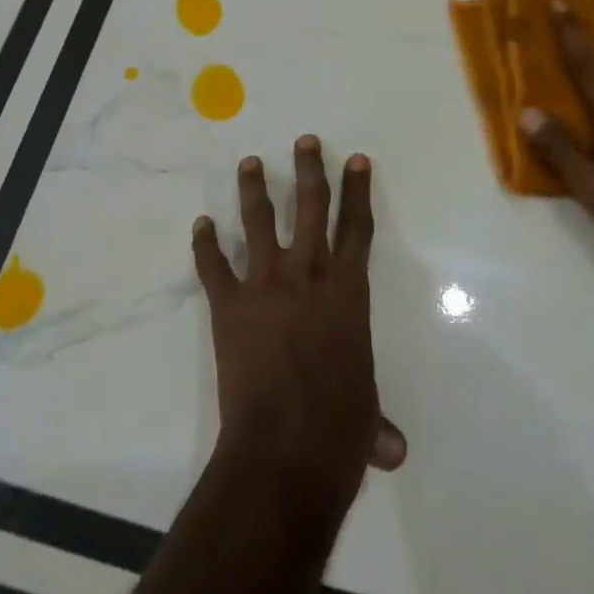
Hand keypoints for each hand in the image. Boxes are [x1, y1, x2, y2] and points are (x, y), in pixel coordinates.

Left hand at [192, 136, 406, 513]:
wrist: (283, 452)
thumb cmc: (337, 432)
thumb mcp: (365, 421)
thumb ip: (376, 424)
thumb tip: (393, 451)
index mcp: (347, 293)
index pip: (357, 228)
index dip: (357, 191)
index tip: (355, 159)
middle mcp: (307, 277)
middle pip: (310, 208)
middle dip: (309, 170)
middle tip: (304, 141)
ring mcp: (265, 287)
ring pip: (259, 223)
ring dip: (254, 189)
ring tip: (249, 162)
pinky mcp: (229, 306)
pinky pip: (213, 267)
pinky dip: (205, 245)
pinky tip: (200, 224)